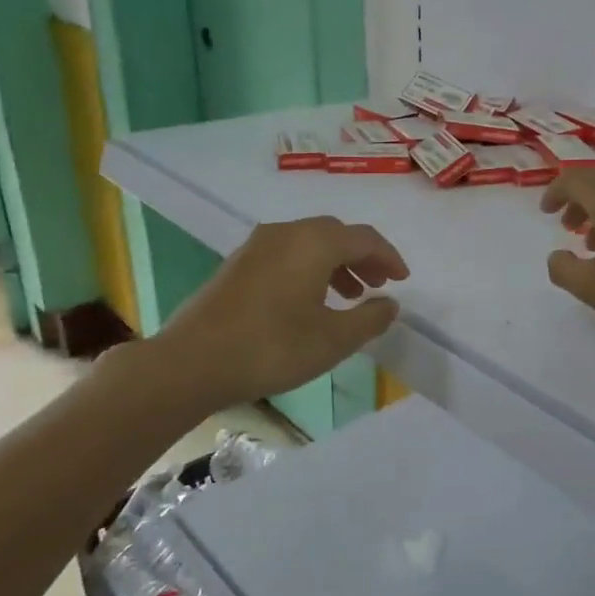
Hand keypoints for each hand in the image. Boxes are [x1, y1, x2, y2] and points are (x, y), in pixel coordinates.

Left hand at [134, 217, 407, 421]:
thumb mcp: (333, 340)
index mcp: (315, 242)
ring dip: (336, 263)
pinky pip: (287, 254)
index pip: (365, 238)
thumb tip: (390, 304)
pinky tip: (310, 300)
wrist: (191, 362)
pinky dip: (310, 268)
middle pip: (337, 234)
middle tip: (378, 284)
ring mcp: (257, 246)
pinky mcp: (238, 264)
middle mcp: (287, 233)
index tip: (403, 280)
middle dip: (362, 257)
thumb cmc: (272, 347)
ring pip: (310, 243)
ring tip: (349, 295)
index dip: (389, 258)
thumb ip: (370, 319)